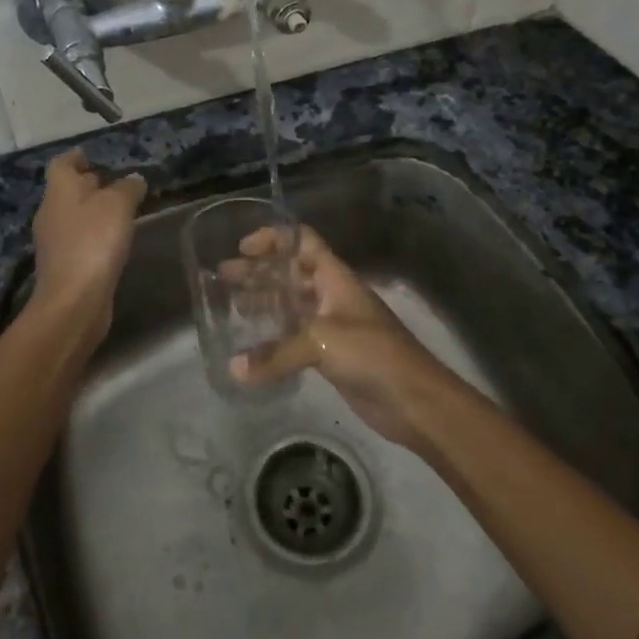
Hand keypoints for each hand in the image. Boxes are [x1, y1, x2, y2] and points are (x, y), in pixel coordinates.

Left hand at [30, 149, 147, 329]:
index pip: (62, 164)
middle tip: (118, 182)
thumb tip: (134, 180)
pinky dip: (95, 235)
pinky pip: (80, 240)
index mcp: (59, 191)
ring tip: (123, 211)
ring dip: (95, 211)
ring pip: (75, 216)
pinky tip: (116, 241)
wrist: (74, 301)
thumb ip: (128, 188)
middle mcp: (51, 213)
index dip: (77, 157)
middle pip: (68, 190)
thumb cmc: (93, 242)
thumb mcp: (118, 205)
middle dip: (90, 184)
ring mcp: (55, 242)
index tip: (94, 155)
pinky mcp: (65, 267)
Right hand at [229, 224, 456, 448]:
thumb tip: (234, 368)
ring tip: (231, 304)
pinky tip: (251, 345)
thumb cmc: (372, 353)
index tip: (242, 247)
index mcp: (334, 277)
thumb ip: (276, 354)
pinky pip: (295, 337)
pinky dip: (274, 336)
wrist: (415, 399)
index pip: (302, 241)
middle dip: (259, 271)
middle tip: (223, 277)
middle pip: (291, 272)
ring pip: (292, 304)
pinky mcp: (331, 354)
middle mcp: (332, 294)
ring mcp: (332, 325)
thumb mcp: (321, 343)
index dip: (274, 238)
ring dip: (264, 301)